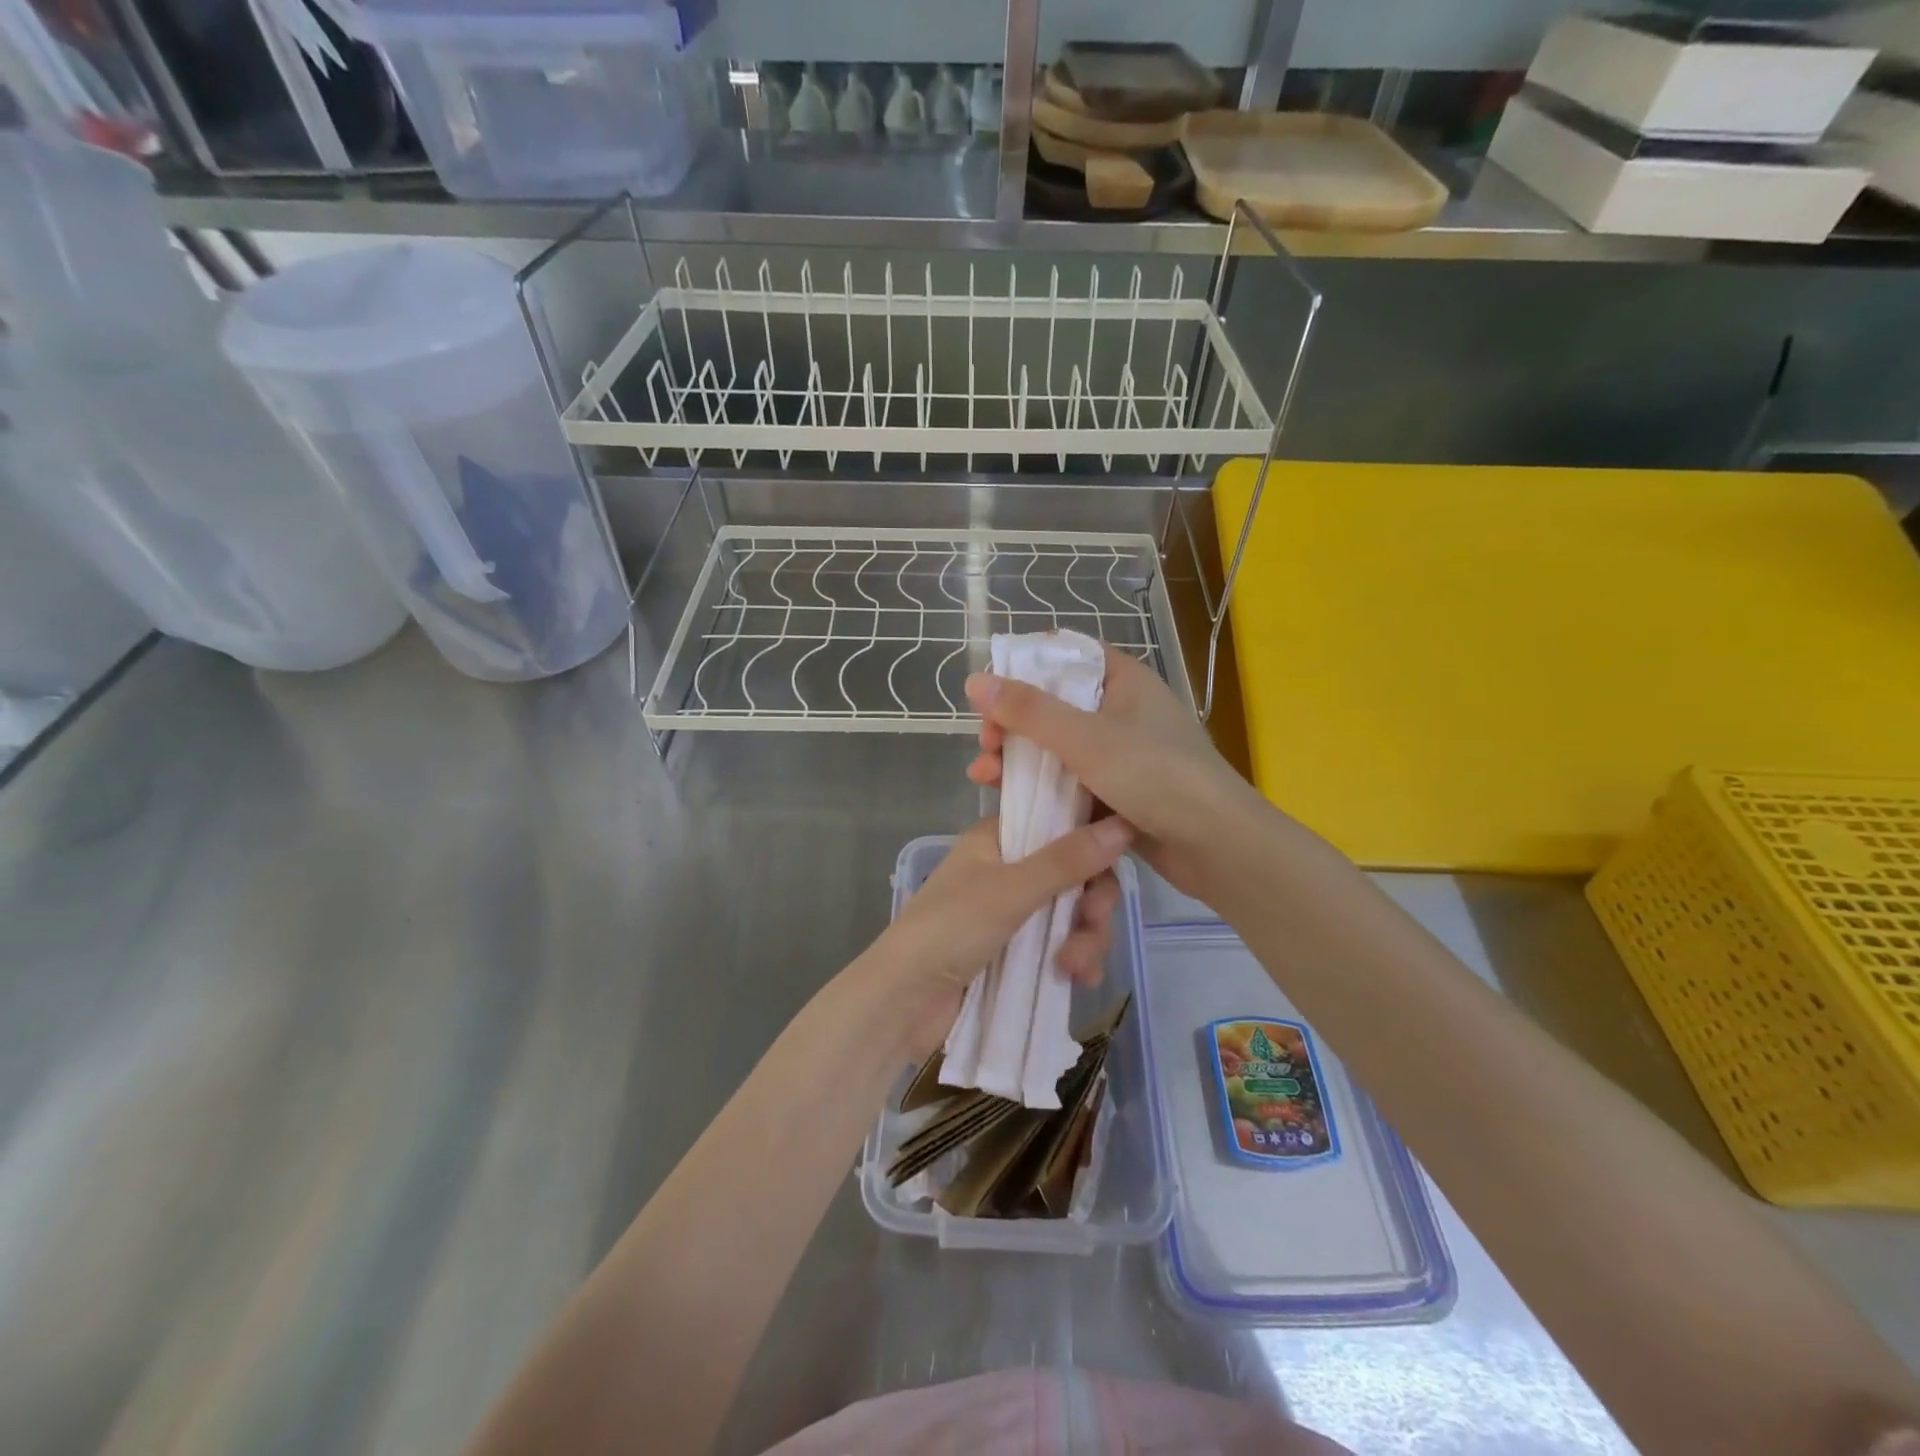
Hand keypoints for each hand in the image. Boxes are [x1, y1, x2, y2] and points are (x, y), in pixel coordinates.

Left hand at [868, 816, 1131, 1052]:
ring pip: (1072, 912)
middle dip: (1092, 901)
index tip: (1120, 857)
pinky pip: (1060, 943)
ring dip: (1085, 937)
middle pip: (1074, 872)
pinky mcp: (1016, 950)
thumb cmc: (950, 929)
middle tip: (1092, 923)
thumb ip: (1067, 860)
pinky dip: (1073, 958)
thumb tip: (1123, 824)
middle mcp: (1008, 867)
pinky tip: (1078, 980)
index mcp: (998, 838)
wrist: (903, 1001)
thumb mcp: (1011, 891)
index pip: (1058, 821)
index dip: (1091, 837)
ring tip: (1075, 968)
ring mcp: (1012, 911)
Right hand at [965, 645, 1263, 899]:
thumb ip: (1029, 711)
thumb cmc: (1155, 776)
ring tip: (983, 777)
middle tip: (985, 742)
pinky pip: (1071, 782)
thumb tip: (975, 681)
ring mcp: (1122, 755)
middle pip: (1056, 705)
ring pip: (1059, 748)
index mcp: (1124, 681)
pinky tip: (1009, 801)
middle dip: (1012, 723)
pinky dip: (1042, 788)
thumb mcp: (1086, 738)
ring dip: (1019, 759)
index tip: (991, 688)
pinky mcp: (1119, 793)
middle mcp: (1123, 711)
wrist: (1217, 846)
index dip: (1027, 666)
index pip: (1069, 655)